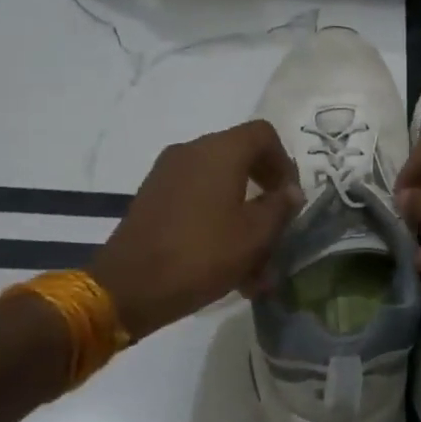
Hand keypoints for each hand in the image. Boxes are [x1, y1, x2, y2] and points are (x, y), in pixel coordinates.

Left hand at [90, 120, 301, 339]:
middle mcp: (192, 152)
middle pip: (242, 160)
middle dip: (265, 196)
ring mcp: (168, 175)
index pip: (263, 134)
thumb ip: (281, 207)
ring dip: (243, 219)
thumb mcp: (255, 234)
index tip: (290, 198)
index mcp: (220, 151)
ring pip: (220, 188)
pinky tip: (227, 266)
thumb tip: (291, 191)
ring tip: (256, 268)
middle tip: (278, 229)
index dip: (285, 162)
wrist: (129, 287)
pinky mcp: (154, 199)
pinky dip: (217, 224)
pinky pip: (197, 202)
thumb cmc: (202, 254)